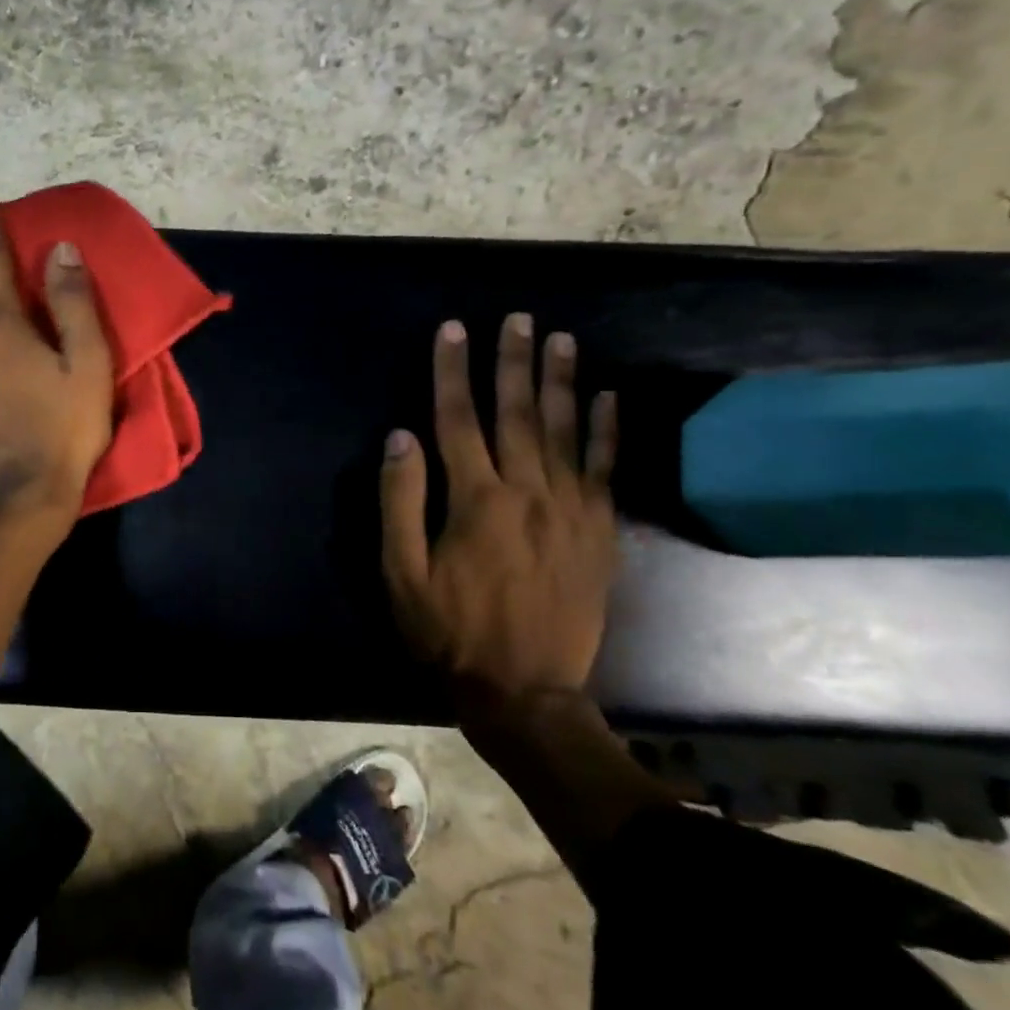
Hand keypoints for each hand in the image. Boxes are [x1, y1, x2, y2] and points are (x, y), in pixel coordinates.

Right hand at [379, 314, 618, 722]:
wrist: (524, 691)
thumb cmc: (449, 631)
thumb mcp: (401, 572)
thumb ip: (400, 500)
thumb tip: (400, 437)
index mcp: (475, 500)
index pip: (457, 419)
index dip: (452, 371)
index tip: (452, 330)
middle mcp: (527, 492)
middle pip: (518, 413)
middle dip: (512, 361)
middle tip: (517, 318)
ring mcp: (571, 511)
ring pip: (565, 431)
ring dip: (561, 381)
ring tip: (560, 339)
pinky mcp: (599, 532)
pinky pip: (605, 470)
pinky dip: (607, 431)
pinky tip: (608, 398)